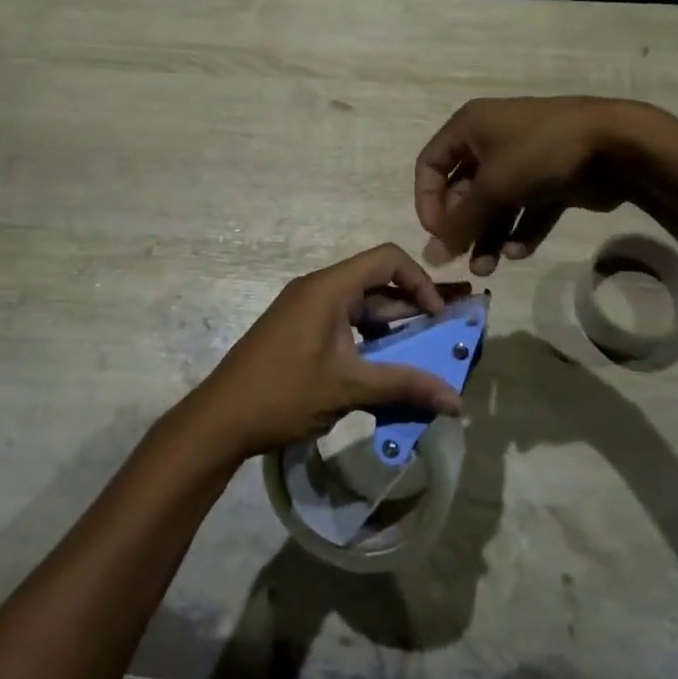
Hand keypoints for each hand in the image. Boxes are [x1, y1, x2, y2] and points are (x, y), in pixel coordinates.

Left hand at [186, 245, 468, 460]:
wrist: (220, 420)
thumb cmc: (284, 393)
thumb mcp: (349, 388)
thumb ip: (404, 386)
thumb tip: (457, 400)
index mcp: (329, 287)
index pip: (387, 259)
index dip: (420, 281)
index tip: (439, 318)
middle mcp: (318, 289)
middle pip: (376, 283)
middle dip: (412, 308)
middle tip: (443, 337)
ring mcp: (306, 310)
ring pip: (361, 307)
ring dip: (392, 329)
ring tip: (422, 358)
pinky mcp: (299, 331)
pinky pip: (344, 324)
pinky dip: (369, 341)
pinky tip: (385, 371)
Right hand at [415, 96, 646, 273]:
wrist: (615, 143)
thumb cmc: (540, 152)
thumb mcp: (493, 186)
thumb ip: (460, 223)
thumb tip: (430, 256)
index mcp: (469, 127)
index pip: (431, 164)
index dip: (427, 200)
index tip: (436, 234)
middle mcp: (491, 140)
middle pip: (463, 188)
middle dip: (462, 226)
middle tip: (461, 259)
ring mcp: (523, 160)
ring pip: (495, 203)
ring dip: (488, 235)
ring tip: (487, 269)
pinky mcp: (550, 179)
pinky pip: (526, 208)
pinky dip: (520, 230)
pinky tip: (519, 252)